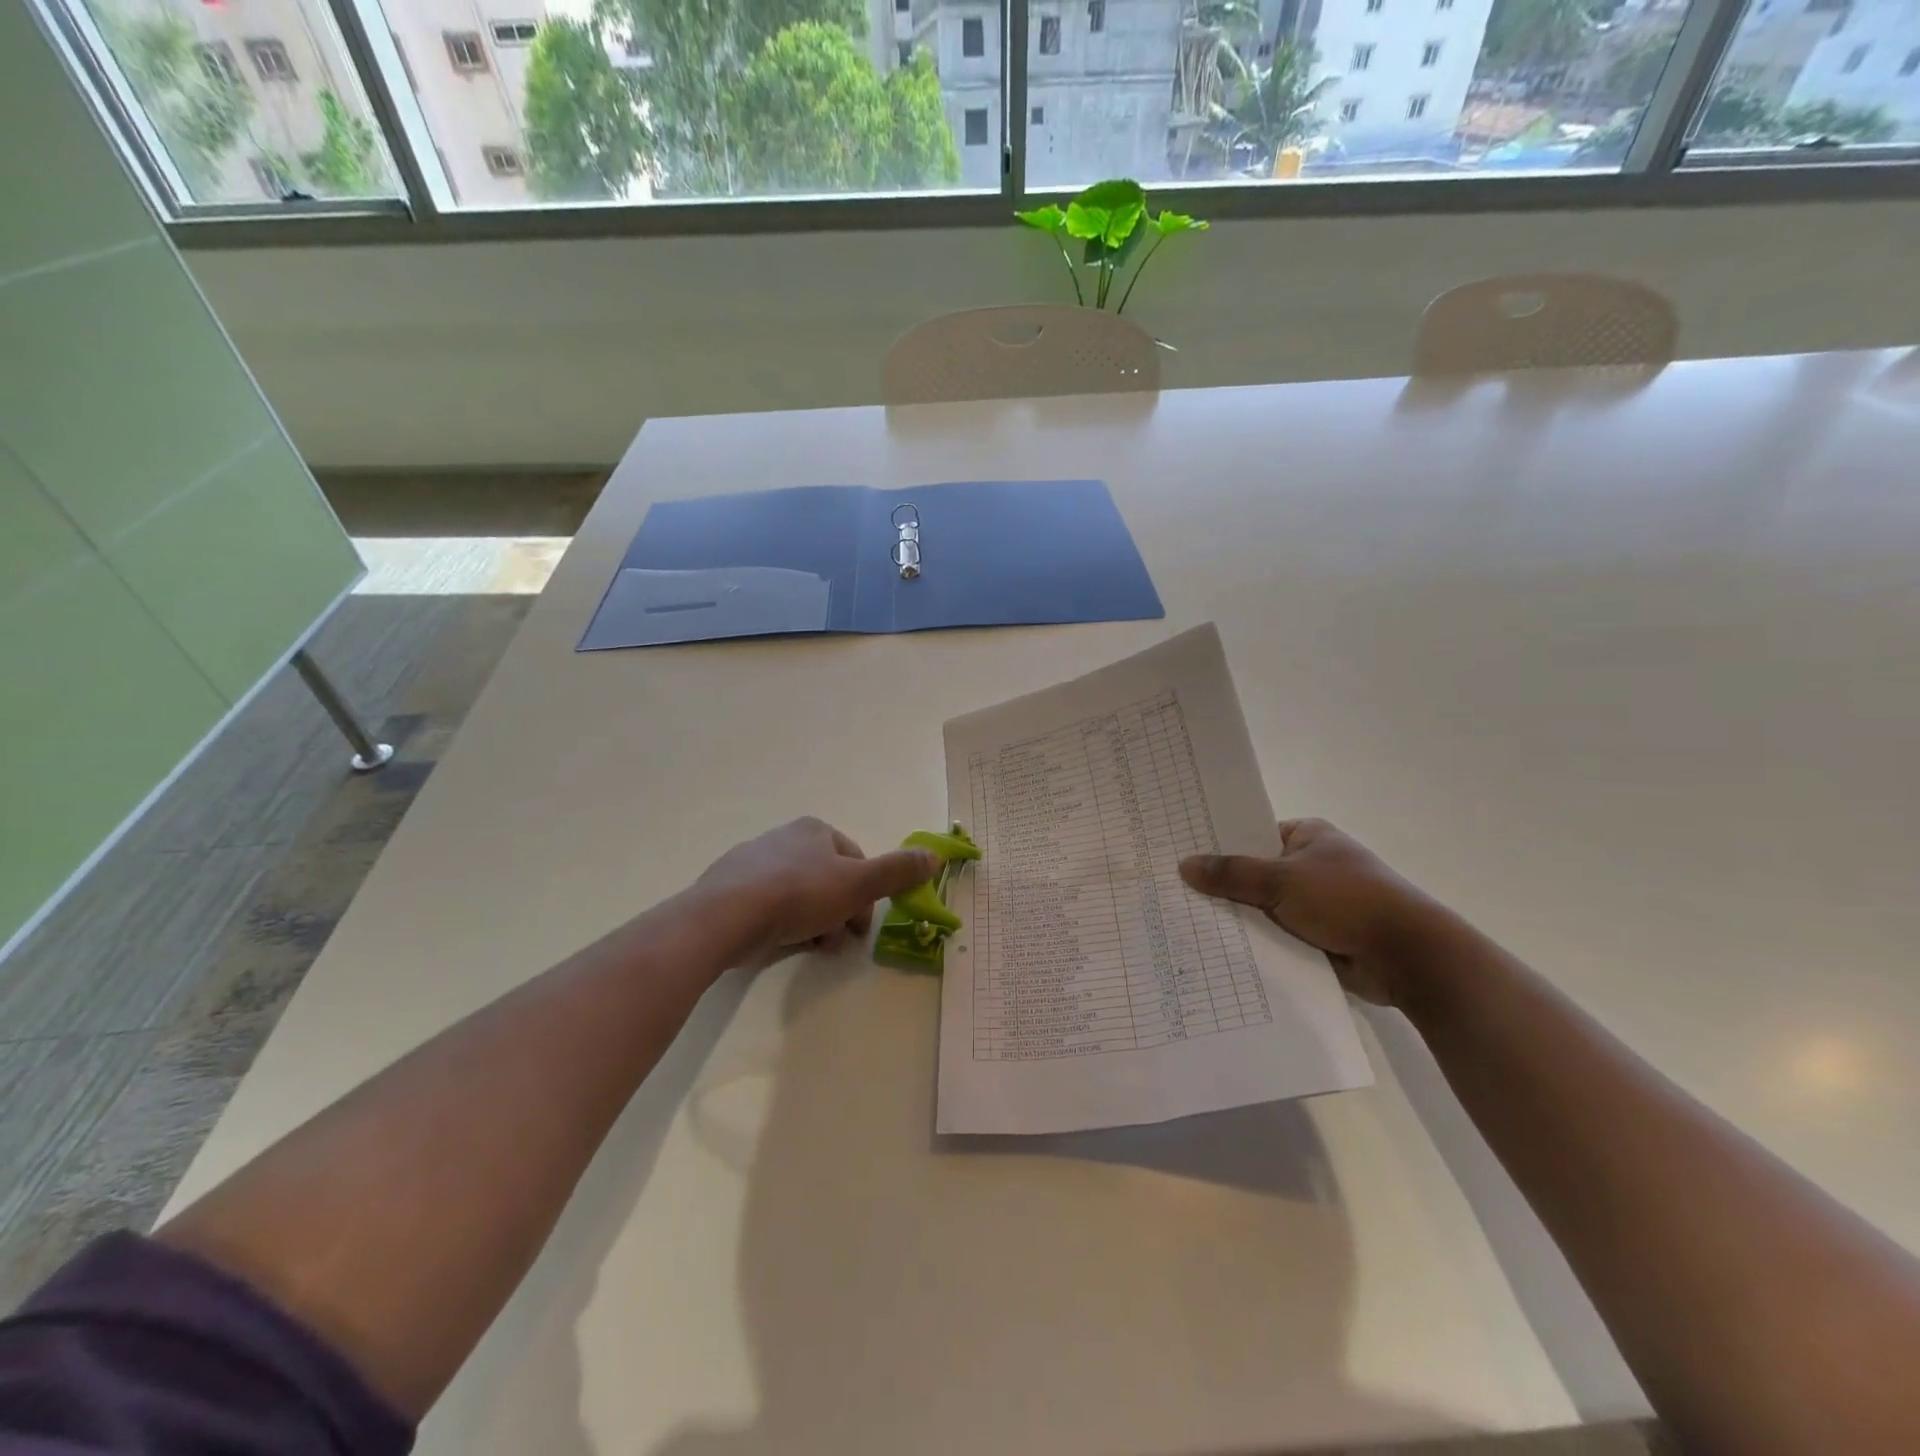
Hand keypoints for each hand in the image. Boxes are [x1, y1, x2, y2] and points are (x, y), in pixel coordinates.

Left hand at [695, 818, 938, 967]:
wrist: (726, 916)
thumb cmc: (799, 894)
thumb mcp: (858, 884)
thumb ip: (897, 871)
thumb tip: (936, 856)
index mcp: (815, 830)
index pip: (855, 860)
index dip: (866, 895)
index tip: (862, 927)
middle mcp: (785, 838)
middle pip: (828, 880)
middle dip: (840, 913)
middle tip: (839, 943)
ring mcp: (753, 862)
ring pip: (800, 896)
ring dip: (815, 923)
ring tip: (812, 948)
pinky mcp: (730, 889)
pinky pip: (769, 907)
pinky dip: (782, 925)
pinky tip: (781, 945)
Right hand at [1179, 818, 1445, 1006]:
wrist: (1407, 956)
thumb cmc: (1347, 900)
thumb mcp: (1281, 881)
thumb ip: (1231, 874)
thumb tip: (1184, 865)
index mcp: (1307, 836)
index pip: (1251, 833)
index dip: (1217, 843)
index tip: (1178, 853)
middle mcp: (1310, 865)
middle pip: (1254, 872)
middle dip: (1221, 885)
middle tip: (1170, 890)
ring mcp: (1315, 903)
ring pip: (1262, 907)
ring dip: (1237, 917)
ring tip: (1182, 921)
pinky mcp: (1318, 937)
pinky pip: (1275, 935)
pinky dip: (1255, 942)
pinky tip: (1215, 949)